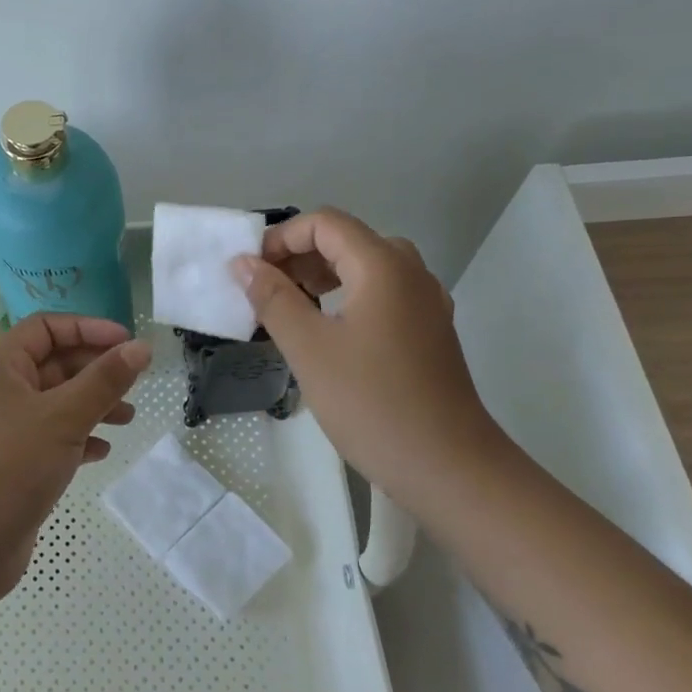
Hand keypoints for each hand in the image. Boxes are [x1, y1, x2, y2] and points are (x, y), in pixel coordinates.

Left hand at [0, 313, 151, 602]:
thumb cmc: (10, 464)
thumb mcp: (64, 416)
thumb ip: (105, 380)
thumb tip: (141, 347)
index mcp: (2, 365)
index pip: (46, 327)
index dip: (88, 328)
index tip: (127, 342)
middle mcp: (1, 389)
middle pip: (54, 363)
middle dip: (95, 370)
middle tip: (134, 384)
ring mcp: (6, 428)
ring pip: (57, 402)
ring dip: (93, 405)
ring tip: (127, 418)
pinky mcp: (13, 462)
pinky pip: (52, 437)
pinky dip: (79, 438)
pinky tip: (101, 451)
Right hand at [232, 207, 502, 502]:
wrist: (448, 467)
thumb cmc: (371, 403)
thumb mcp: (309, 348)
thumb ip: (273, 299)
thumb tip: (243, 263)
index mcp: (383, 267)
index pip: (325, 223)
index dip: (281, 238)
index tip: (251, 272)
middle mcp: (410, 273)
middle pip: (347, 241)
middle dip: (299, 257)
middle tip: (264, 291)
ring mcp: (425, 304)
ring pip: (366, 268)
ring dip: (322, 278)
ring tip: (288, 311)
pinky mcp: (429, 332)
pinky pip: (381, 295)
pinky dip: (347, 299)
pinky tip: (326, 334)